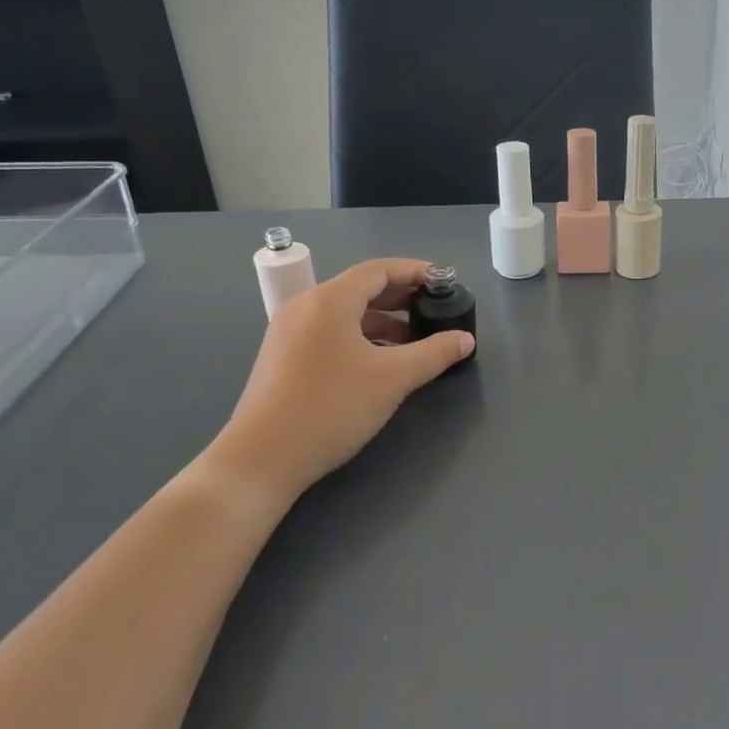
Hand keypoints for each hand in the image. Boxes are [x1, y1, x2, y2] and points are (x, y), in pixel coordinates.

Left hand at [207, 258, 473, 505]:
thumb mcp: (393, 378)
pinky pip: (330, 332)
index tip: (446, 282)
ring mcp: (289, 332)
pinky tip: (381, 361)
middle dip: (402, 296)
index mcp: (329, 300)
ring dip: (383, 320)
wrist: (262, 458)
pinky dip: (361, 337)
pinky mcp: (284, 357)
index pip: (379, 270)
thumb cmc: (332, 407)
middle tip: (436, 309)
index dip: (416, 272)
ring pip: (345, 313)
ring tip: (416, 340)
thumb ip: (434, 353)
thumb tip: (465, 339)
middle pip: (361, 288)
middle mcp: (305, 306)